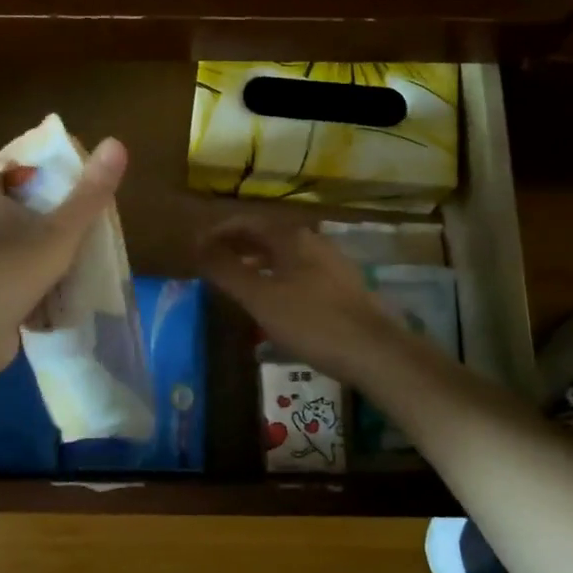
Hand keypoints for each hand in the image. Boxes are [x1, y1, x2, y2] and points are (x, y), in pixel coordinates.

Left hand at [0, 137, 128, 378]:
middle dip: (37, 218)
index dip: (17, 176)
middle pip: (11, 219)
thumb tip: (116, 142)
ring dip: (42, 256)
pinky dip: (44, 292)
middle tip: (75, 216)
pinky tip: (70, 295)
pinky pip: (24, 292)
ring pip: (19, 256)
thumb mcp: (61, 229)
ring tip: (82, 253)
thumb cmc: (14, 268)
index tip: (45, 175)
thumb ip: (89, 194)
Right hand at [199, 217, 424, 389]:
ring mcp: (332, 263)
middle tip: (213, 263)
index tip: (198, 246)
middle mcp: (313, 241)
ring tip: (238, 281)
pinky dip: (278, 277)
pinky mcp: (343, 287)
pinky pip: (300, 272)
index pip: (248, 222)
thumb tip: (198, 247)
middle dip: (238, 246)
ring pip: (286, 255)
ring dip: (258, 262)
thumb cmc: (312, 322)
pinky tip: (274, 300)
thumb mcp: (261, 298)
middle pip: (268, 235)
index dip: (220, 231)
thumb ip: (227, 271)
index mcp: (292, 237)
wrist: (375, 351)